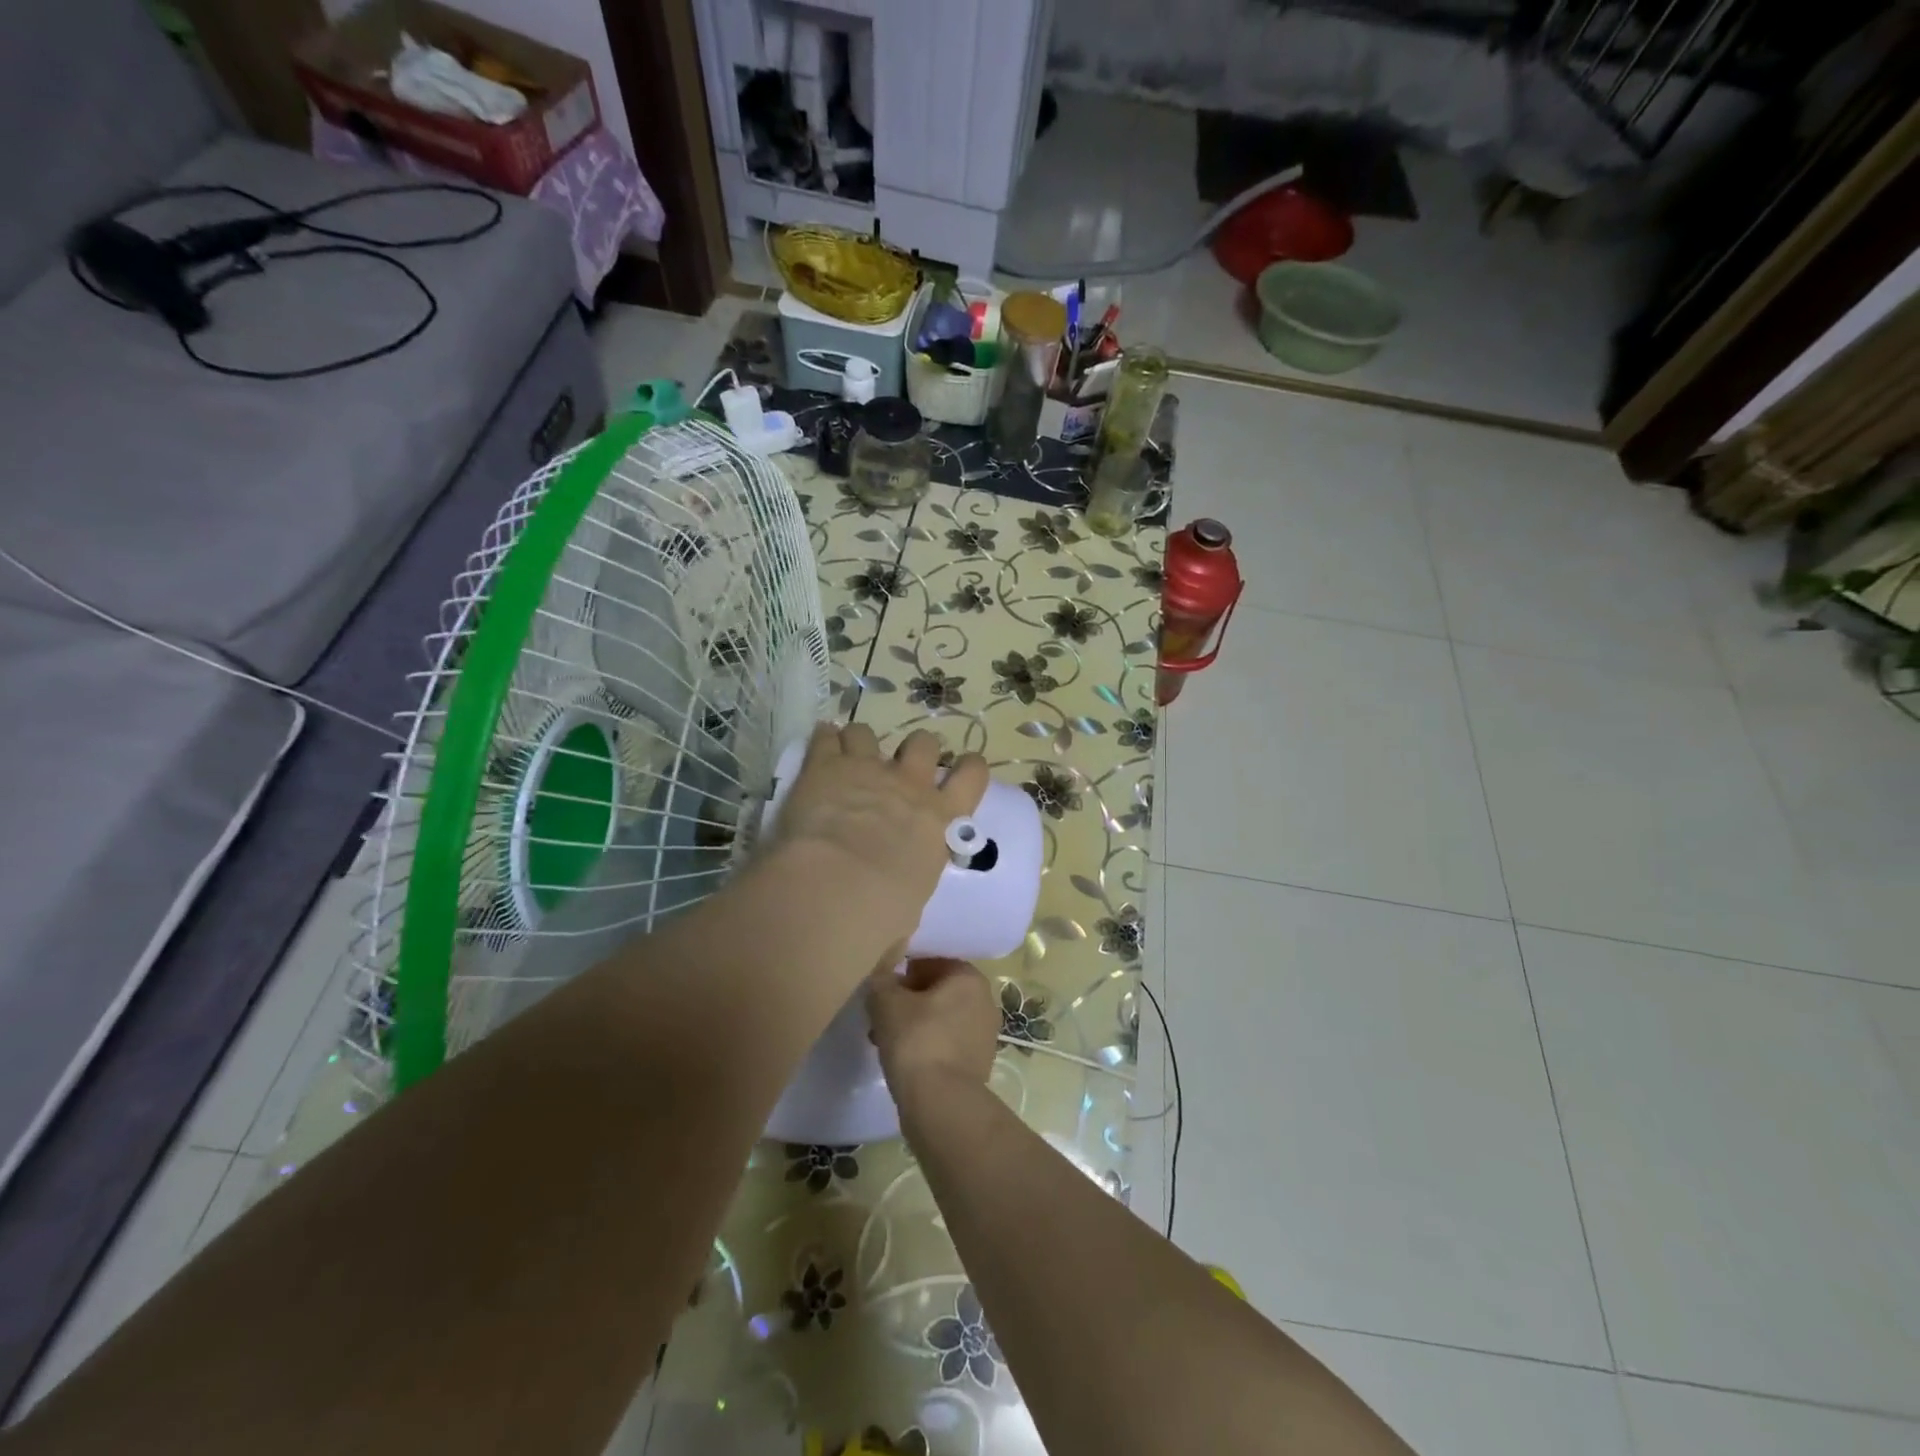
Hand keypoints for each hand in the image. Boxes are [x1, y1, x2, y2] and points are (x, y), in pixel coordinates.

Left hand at [768, 724, 988, 950]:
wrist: (838, 887)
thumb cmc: (882, 914)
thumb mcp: (905, 917)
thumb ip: (900, 913)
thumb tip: (890, 946)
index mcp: (940, 820)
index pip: (972, 775)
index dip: (968, 767)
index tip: (960, 770)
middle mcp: (909, 786)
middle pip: (923, 743)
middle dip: (915, 750)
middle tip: (901, 768)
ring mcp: (868, 769)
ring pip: (870, 732)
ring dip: (861, 743)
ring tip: (850, 758)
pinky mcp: (827, 765)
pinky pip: (827, 736)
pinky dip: (824, 740)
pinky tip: (819, 748)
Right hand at [868, 958, 1000, 1105]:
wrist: (941, 1103)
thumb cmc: (916, 1040)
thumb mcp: (886, 1002)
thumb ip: (882, 981)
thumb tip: (884, 978)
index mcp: (968, 977)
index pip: (932, 961)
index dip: (903, 972)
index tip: (883, 990)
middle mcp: (984, 1000)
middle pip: (937, 990)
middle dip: (908, 1000)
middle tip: (880, 1016)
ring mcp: (984, 1033)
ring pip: (940, 1018)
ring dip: (914, 1024)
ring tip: (885, 1041)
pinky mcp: (978, 1062)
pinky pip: (946, 1043)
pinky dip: (926, 1046)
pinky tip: (903, 1061)